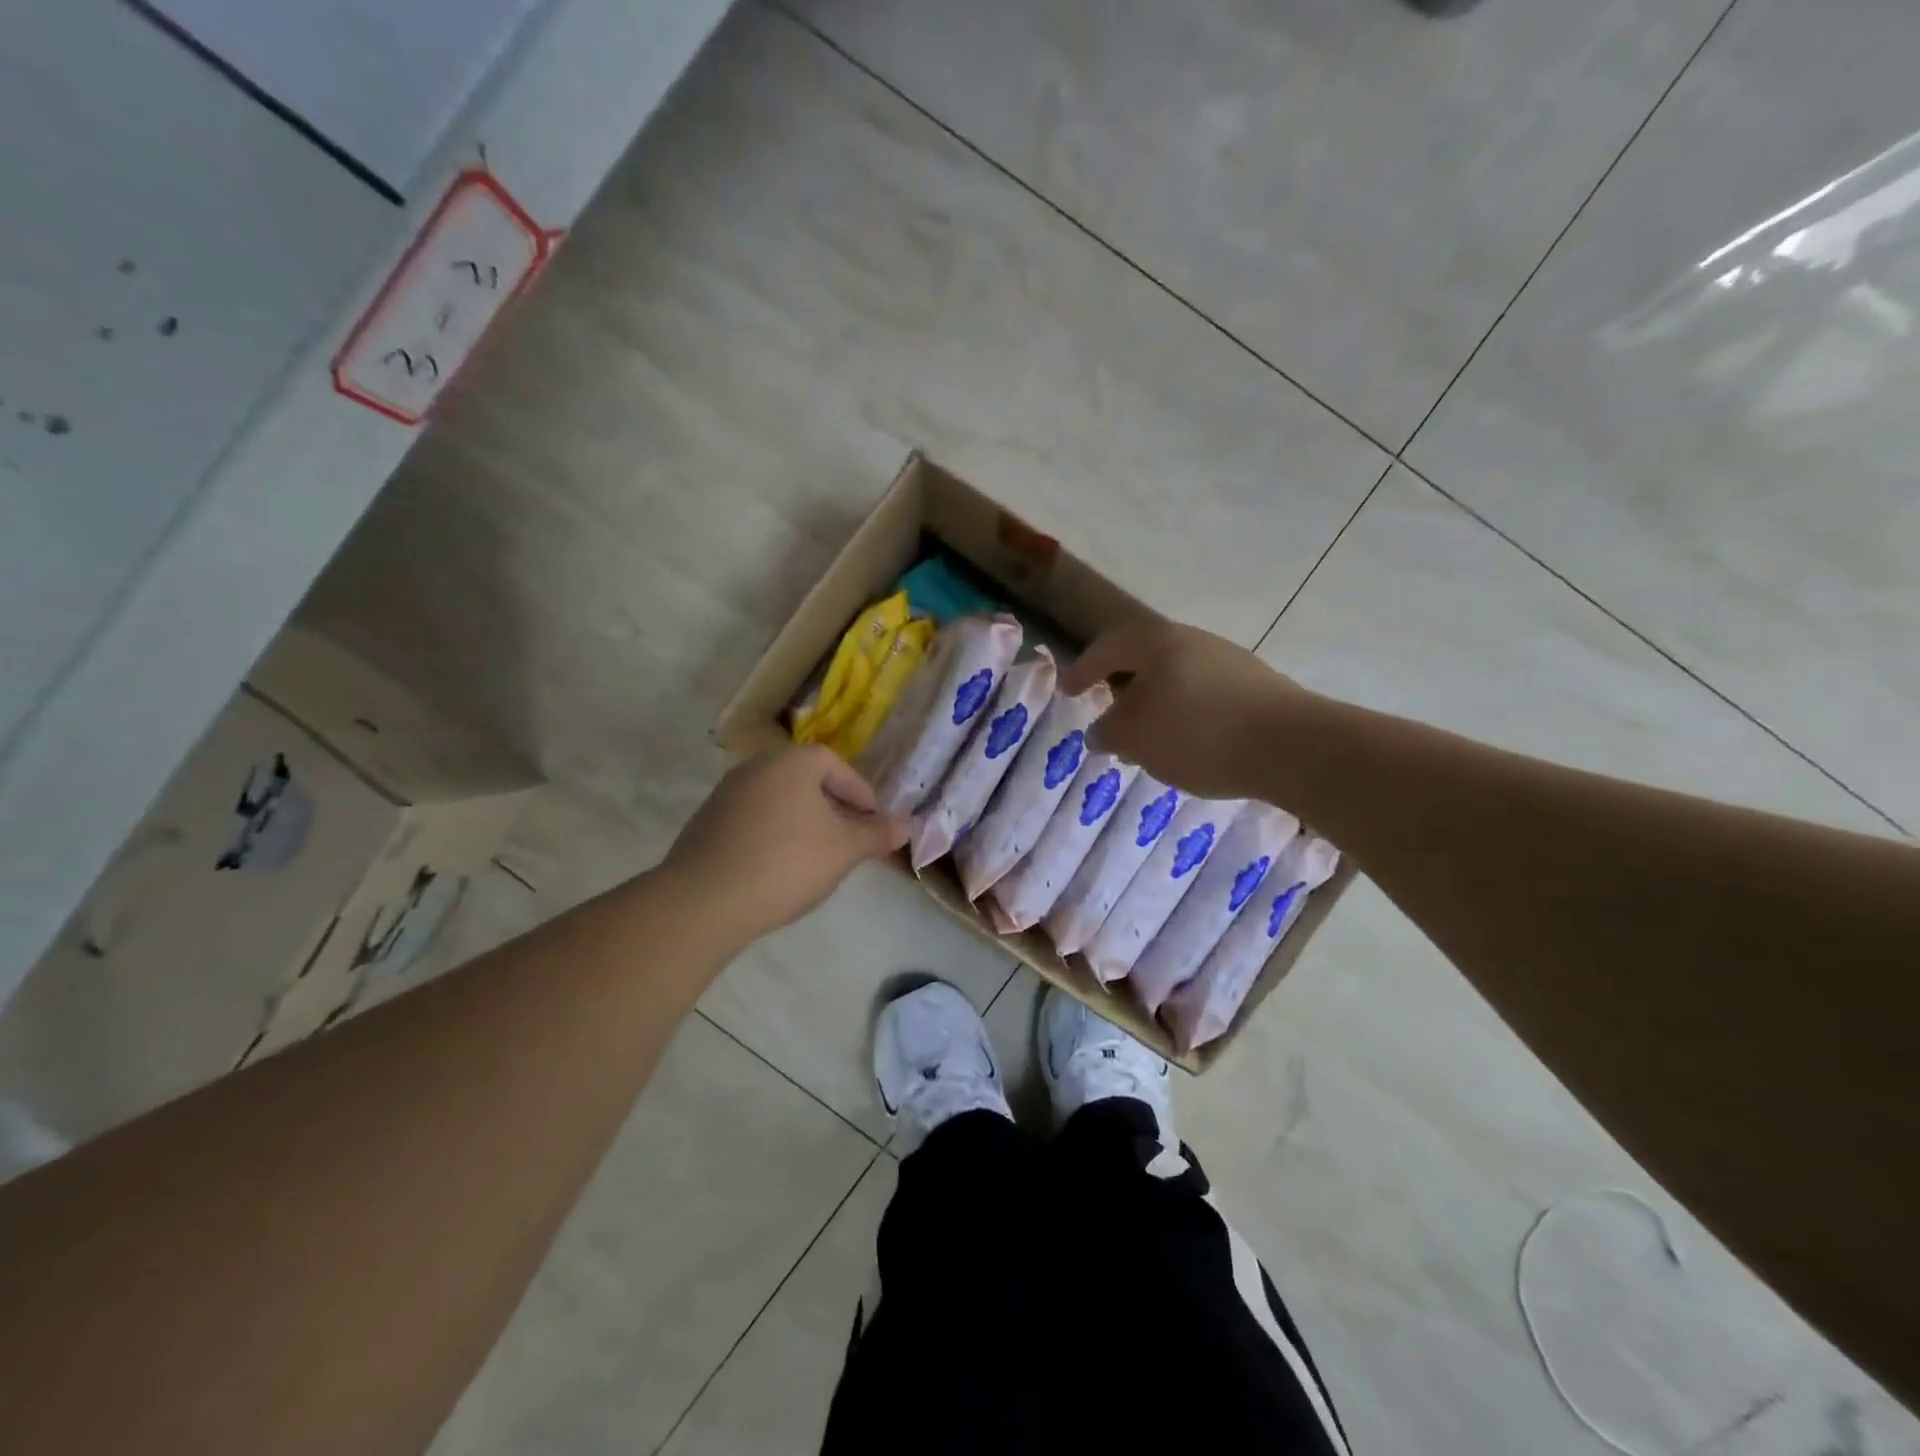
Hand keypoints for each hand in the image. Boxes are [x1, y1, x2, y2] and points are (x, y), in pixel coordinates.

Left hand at [663, 746, 908, 940]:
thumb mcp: (844, 850)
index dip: (860, 793)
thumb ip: (877, 834)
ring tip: (818, 856)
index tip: (873, 822)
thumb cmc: (787, 863)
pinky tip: (779, 866)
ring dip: (804, 821)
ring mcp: (727, 793)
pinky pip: (754, 818)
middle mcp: (757, 766)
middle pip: (806, 780)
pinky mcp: (707, 822)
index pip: (836, 765)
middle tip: (850, 839)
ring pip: (780, 800)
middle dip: (834, 807)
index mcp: (792, 762)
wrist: (704, 900)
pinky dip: (775, 833)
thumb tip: (906, 825)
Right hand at [1062, 616, 1312, 799]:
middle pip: (1147, 659)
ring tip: (1150, 742)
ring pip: (1178, 680)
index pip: (1110, 646)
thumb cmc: (1199, 734)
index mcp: (1159, 643)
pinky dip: (1187, 716)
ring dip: (1157, 707)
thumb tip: (1100, 731)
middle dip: (1124, 690)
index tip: (1069, 692)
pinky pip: (1206, 696)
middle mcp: (1195, 641)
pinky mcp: (1258, 688)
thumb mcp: (1137, 739)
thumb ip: (1109, 733)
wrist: (1293, 746)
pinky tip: (1191, 747)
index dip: (1084, 668)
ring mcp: (1231, 662)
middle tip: (1111, 718)